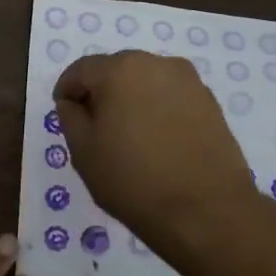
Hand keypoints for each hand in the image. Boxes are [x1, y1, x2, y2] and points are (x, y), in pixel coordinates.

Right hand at [54, 50, 257, 243]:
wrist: (206, 211)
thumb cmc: (133, 180)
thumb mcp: (83, 151)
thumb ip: (70, 116)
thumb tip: (73, 102)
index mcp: (119, 69)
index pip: (80, 70)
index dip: (67, 91)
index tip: (65, 115)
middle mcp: (156, 63)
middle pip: (115, 71)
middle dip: (101, 94)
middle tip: (96, 129)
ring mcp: (189, 81)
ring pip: (145, 83)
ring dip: (131, 101)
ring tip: (129, 137)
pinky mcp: (210, 102)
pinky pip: (171, 97)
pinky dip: (157, 111)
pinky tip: (157, 142)